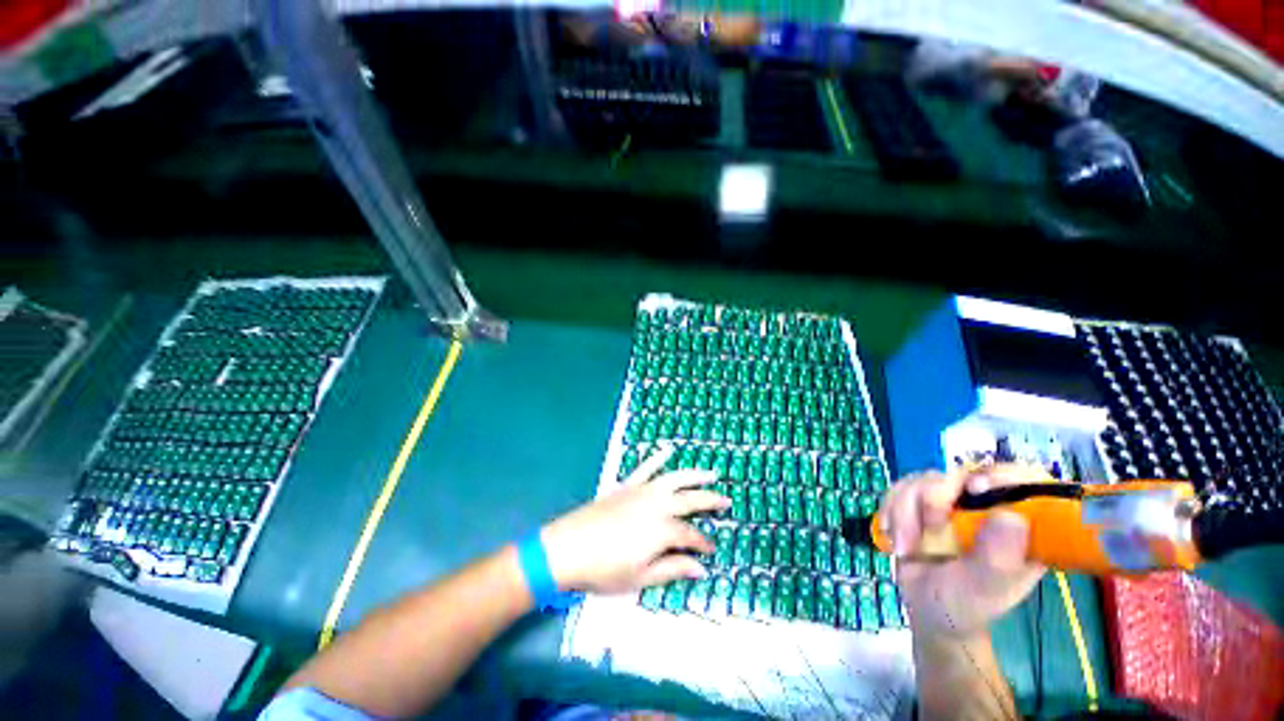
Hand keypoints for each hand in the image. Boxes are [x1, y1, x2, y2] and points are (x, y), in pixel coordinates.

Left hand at [541, 446, 729, 593]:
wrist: (568, 548)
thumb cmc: (604, 569)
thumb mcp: (640, 578)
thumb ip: (672, 569)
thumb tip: (700, 569)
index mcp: (662, 530)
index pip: (691, 535)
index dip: (703, 543)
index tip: (711, 550)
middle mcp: (657, 505)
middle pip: (690, 500)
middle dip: (710, 501)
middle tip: (727, 502)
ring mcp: (641, 491)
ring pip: (674, 478)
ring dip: (694, 475)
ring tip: (711, 473)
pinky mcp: (626, 485)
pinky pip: (645, 467)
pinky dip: (656, 458)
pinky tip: (667, 449)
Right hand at [880, 464, 1046, 638]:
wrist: (926, 610)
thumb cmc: (963, 607)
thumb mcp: (982, 590)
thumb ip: (998, 559)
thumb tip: (1012, 517)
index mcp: (1021, 527)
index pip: (1023, 482)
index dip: (1002, 475)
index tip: (975, 490)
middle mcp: (988, 507)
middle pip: (962, 474)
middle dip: (934, 497)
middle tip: (928, 526)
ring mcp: (954, 503)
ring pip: (925, 480)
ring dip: (905, 510)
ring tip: (903, 546)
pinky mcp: (923, 502)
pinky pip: (900, 488)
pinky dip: (891, 510)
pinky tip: (892, 535)